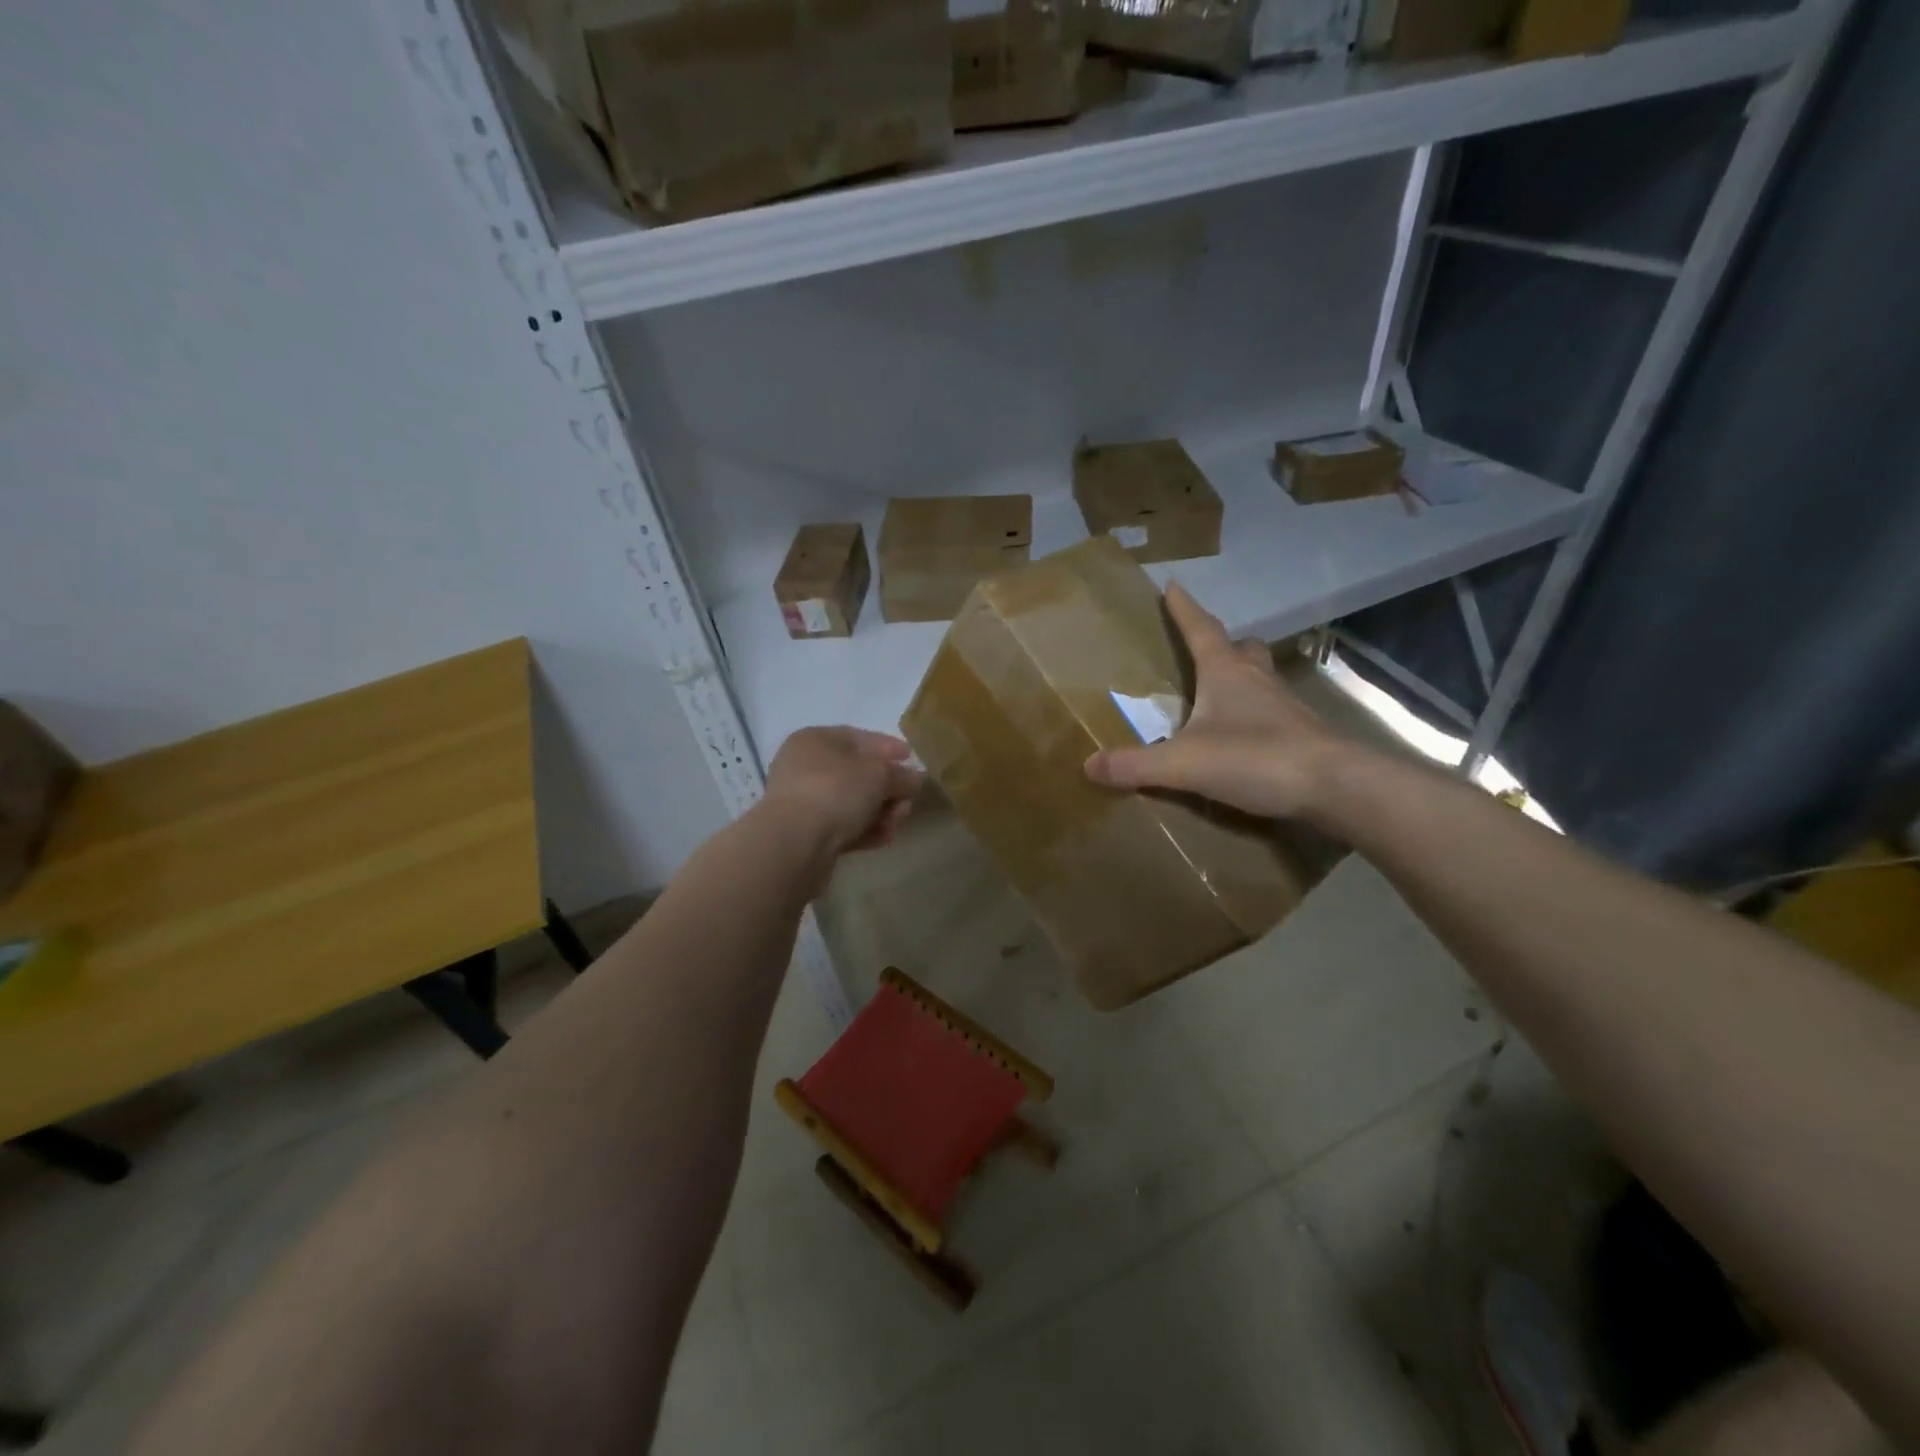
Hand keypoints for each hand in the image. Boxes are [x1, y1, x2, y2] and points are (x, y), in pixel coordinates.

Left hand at [761, 727, 922, 856]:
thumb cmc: (836, 791)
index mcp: (815, 740)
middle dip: (888, 788)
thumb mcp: (879, 775)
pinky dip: (864, 830)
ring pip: (851, 803)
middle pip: (857, 774)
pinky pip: (842, 827)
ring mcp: (802, 802)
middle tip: (908, 800)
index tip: (910, 758)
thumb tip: (914, 778)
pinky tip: (884, 838)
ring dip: (880, 812)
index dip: (887, 746)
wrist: (795, 843)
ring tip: (897, 823)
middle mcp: (804, 767)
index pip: (857, 737)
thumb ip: (901, 774)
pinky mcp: (805, 834)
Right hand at [1084, 583, 1341, 817]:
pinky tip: (1244, 734)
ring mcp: (1285, 705)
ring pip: (1260, 678)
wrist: (1334, 785)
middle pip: (1240, 648)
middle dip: (1221, 643)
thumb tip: (1088, 765)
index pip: (1201, 629)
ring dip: (1241, 677)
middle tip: (1204, 646)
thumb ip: (1136, 765)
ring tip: (1220, 691)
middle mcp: (1258, 679)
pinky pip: (1272, 711)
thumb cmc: (1256, 757)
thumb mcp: (1184, 763)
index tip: (1172, 585)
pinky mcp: (1302, 733)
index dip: (1184, 608)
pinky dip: (1254, 713)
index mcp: (1226, 672)